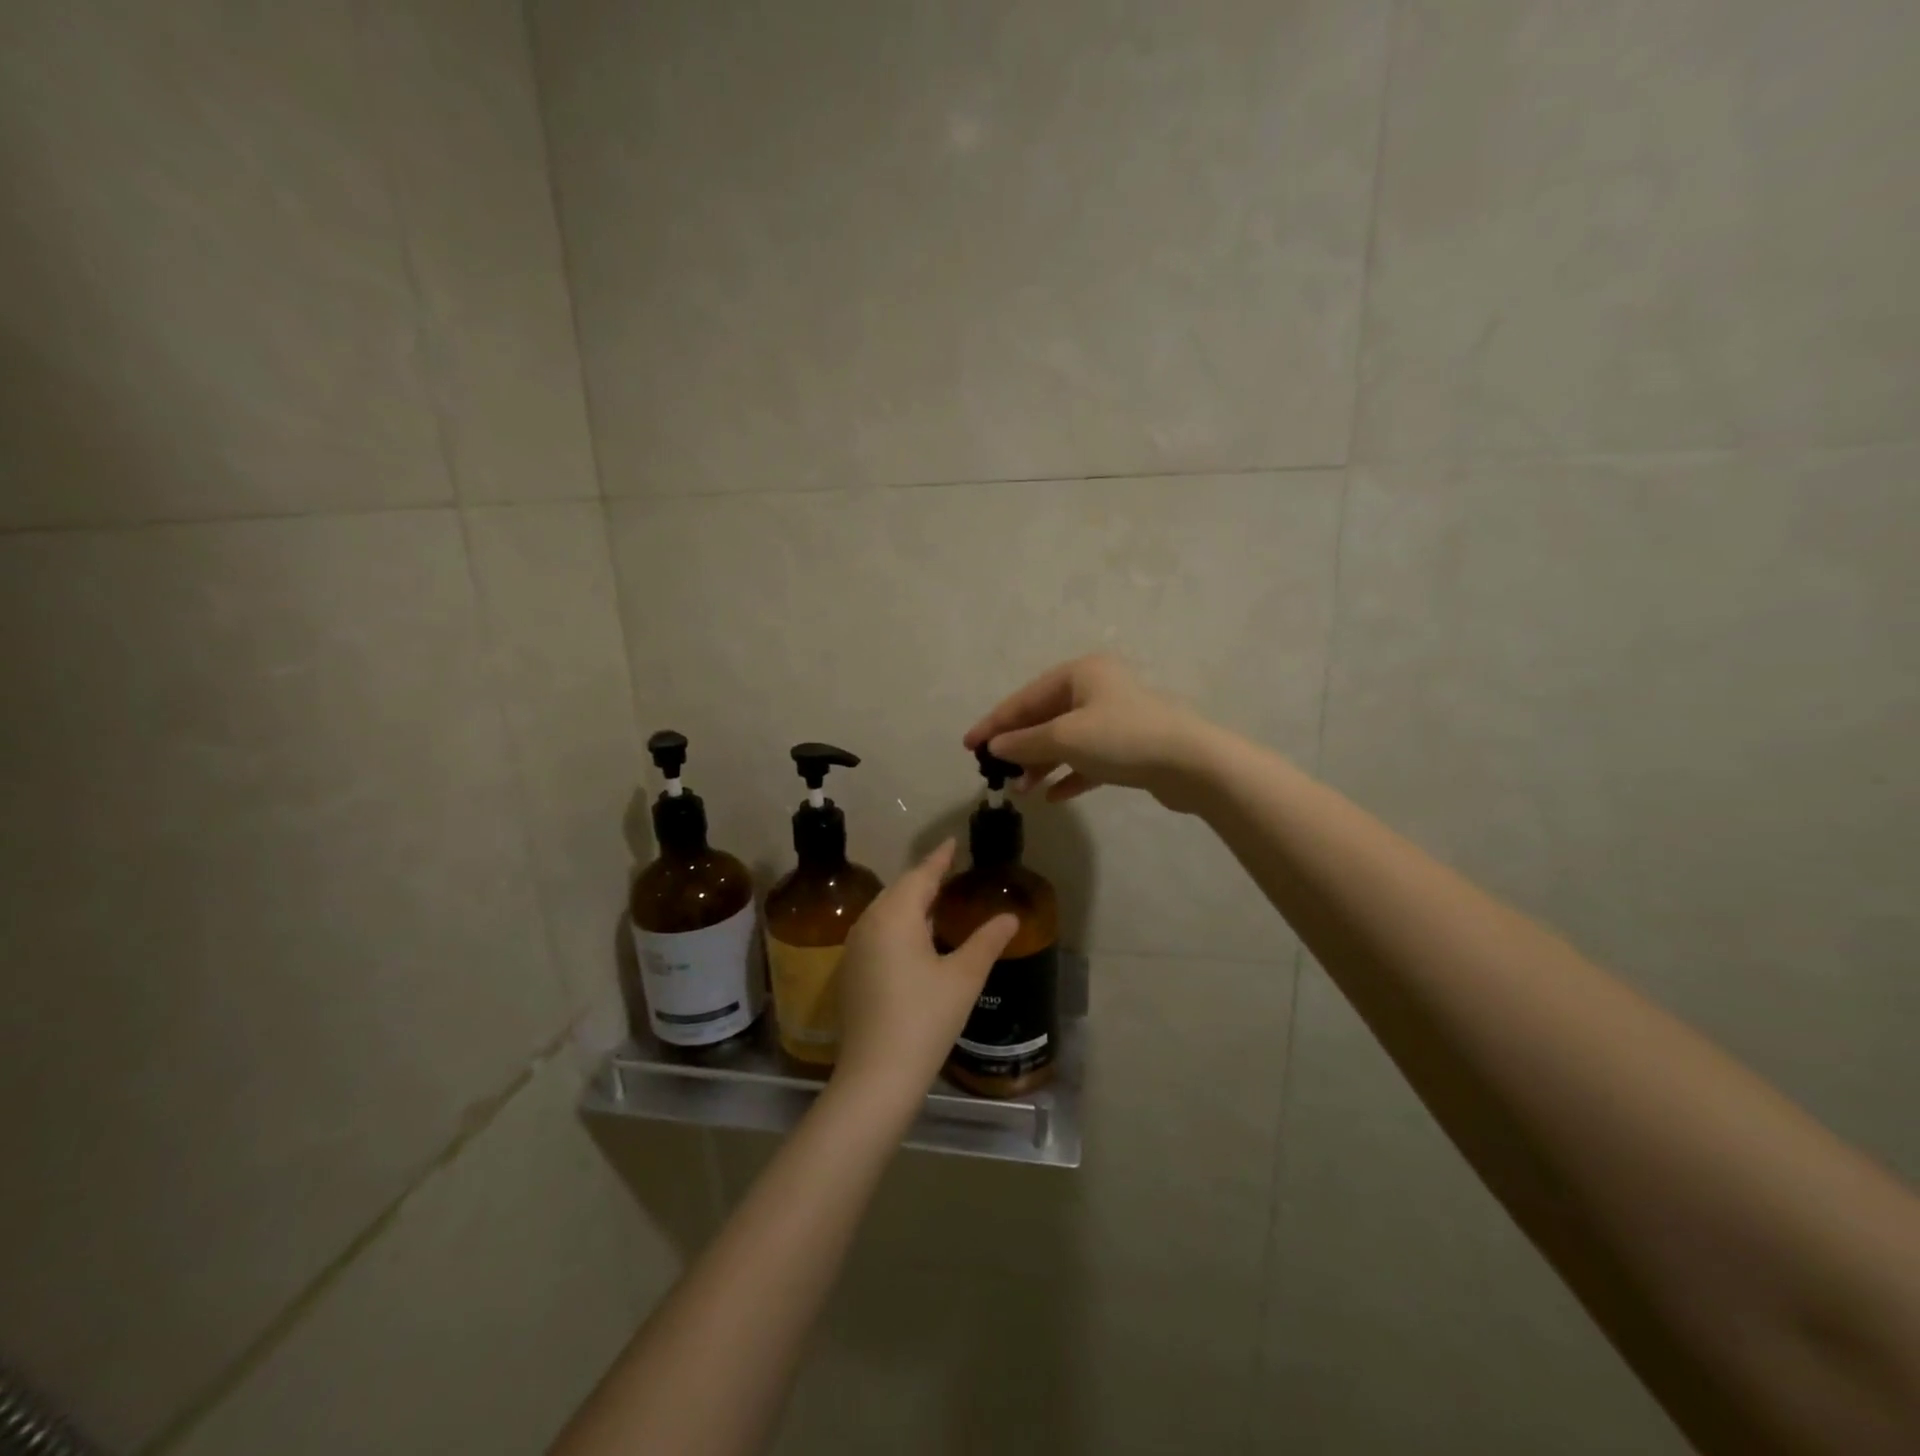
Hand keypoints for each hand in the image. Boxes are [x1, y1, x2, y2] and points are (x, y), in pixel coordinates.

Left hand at [833, 840, 1017, 1103]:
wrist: (877, 1075)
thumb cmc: (925, 1018)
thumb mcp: (963, 977)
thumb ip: (987, 941)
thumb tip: (1009, 917)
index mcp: (895, 915)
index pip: (921, 875)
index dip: (939, 858)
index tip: (952, 842)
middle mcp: (868, 923)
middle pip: (899, 889)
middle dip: (924, 877)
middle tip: (948, 869)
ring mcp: (855, 948)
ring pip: (885, 910)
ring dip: (909, 901)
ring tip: (934, 898)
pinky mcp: (851, 971)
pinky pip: (876, 931)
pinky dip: (897, 923)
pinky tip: (914, 937)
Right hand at [964, 654, 1215, 811]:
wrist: (1191, 763)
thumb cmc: (1121, 738)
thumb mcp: (1065, 738)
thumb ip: (1025, 743)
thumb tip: (995, 747)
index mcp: (1081, 673)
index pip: (1026, 697)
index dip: (995, 723)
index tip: (968, 746)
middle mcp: (1097, 689)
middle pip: (1045, 718)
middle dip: (1019, 747)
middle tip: (995, 772)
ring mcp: (1115, 718)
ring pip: (1066, 741)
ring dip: (1041, 764)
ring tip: (1021, 790)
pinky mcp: (1129, 747)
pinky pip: (1089, 759)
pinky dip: (1070, 774)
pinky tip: (1054, 796)